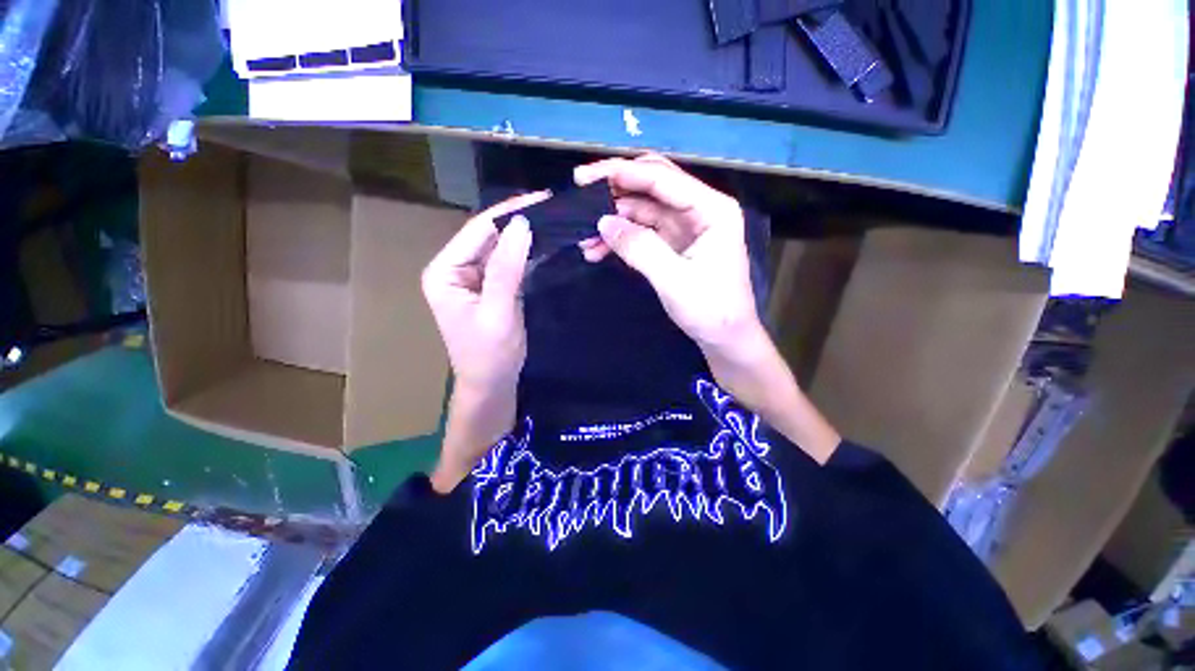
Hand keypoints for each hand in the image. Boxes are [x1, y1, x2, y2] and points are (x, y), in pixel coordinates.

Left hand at [421, 192, 548, 393]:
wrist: (492, 384)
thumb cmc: (490, 354)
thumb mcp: (499, 311)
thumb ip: (507, 268)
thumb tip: (522, 224)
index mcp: (444, 271)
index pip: (477, 231)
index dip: (509, 212)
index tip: (541, 198)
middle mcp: (454, 268)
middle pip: (488, 235)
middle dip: (519, 221)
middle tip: (553, 207)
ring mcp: (472, 276)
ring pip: (500, 247)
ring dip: (525, 236)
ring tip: (553, 219)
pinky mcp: (490, 285)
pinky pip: (508, 263)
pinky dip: (526, 253)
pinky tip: (545, 243)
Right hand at [574, 154, 761, 353]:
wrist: (726, 340)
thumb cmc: (711, 311)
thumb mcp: (674, 280)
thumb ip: (640, 248)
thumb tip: (603, 222)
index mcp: (711, 209)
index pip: (662, 179)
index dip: (623, 173)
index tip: (585, 177)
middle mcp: (698, 211)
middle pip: (651, 187)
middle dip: (615, 189)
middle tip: (579, 193)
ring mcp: (684, 228)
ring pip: (642, 211)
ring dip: (612, 220)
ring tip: (582, 236)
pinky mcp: (673, 245)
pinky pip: (641, 233)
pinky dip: (620, 239)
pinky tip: (597, 250)